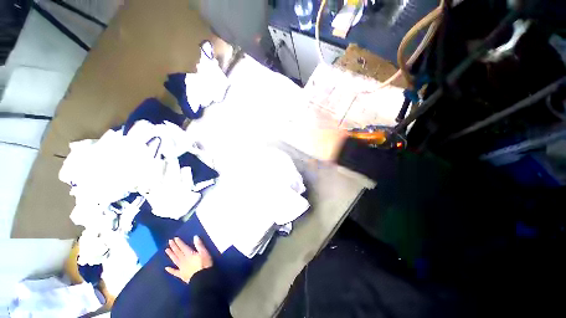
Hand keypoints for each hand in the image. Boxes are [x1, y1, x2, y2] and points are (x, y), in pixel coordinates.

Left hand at [165, 236, 212, 282]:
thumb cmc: (204, 264)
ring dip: (171, 255)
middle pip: (178, 252)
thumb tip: (195, 237)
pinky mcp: (182, 275)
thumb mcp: (204, 252)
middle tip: (169, 242)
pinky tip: (166, 268)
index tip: (174, 238)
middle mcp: (183, 260)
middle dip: (174, 247)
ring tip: (166, 250)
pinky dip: (170, 270)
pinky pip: (175, 272)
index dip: (179, 242)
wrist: (202, 278)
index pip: (183, 247)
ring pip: (175, 260)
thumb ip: (199, 245)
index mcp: (189, 254)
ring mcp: (181, 268)